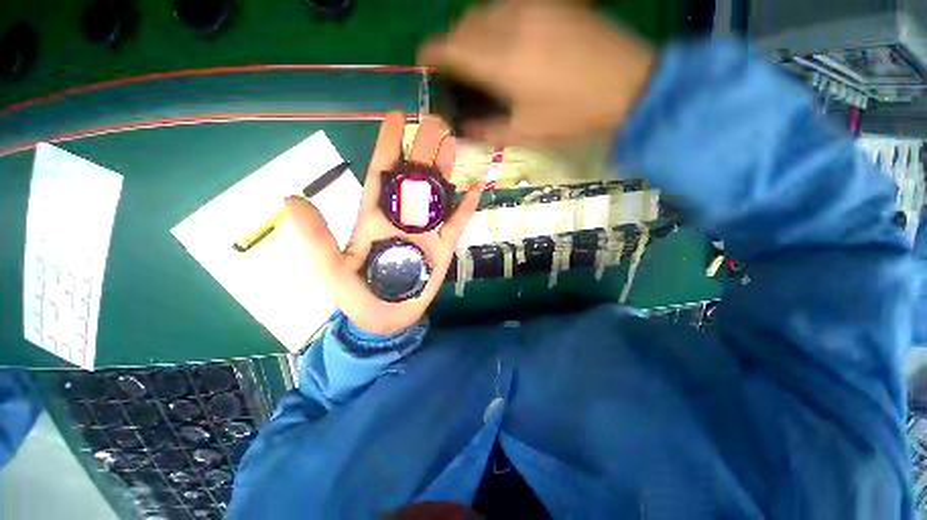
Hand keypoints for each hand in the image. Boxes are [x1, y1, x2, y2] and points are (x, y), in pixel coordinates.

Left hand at [285, 113, 480, 335]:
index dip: (389, 144)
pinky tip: (475, 189)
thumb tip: (292, 197)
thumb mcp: (329, 268)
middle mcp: (402, 217)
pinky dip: (466, 208)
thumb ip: (316, 236)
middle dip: (424, 148)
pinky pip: (457, 224)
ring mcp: (426, 232)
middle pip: (415, 177)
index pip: (382, 173)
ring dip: (445, 170)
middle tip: (437, 122)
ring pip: (438, 195)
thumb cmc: (355, 296)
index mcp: (374, 216)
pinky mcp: (443, 248)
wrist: (384, 319)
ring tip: (454, 144)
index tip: (398, 116)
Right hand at [418, 1, 654, 145]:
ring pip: (483, 10)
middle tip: (461, 72)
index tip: (428, 67)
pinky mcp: (550, 1)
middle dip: (453, 46)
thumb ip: (487, 130)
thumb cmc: (571, 114)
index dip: (431, 56)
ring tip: (485, 58)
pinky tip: (510, 42)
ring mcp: (531, 5)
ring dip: (474, 33)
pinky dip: (496, 22)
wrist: (628, 83)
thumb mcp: (524, 133)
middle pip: (462, 24)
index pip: (446, 46)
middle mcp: (508, 23)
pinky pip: (507, 5)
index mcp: (499, 60)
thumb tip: (462, 128)